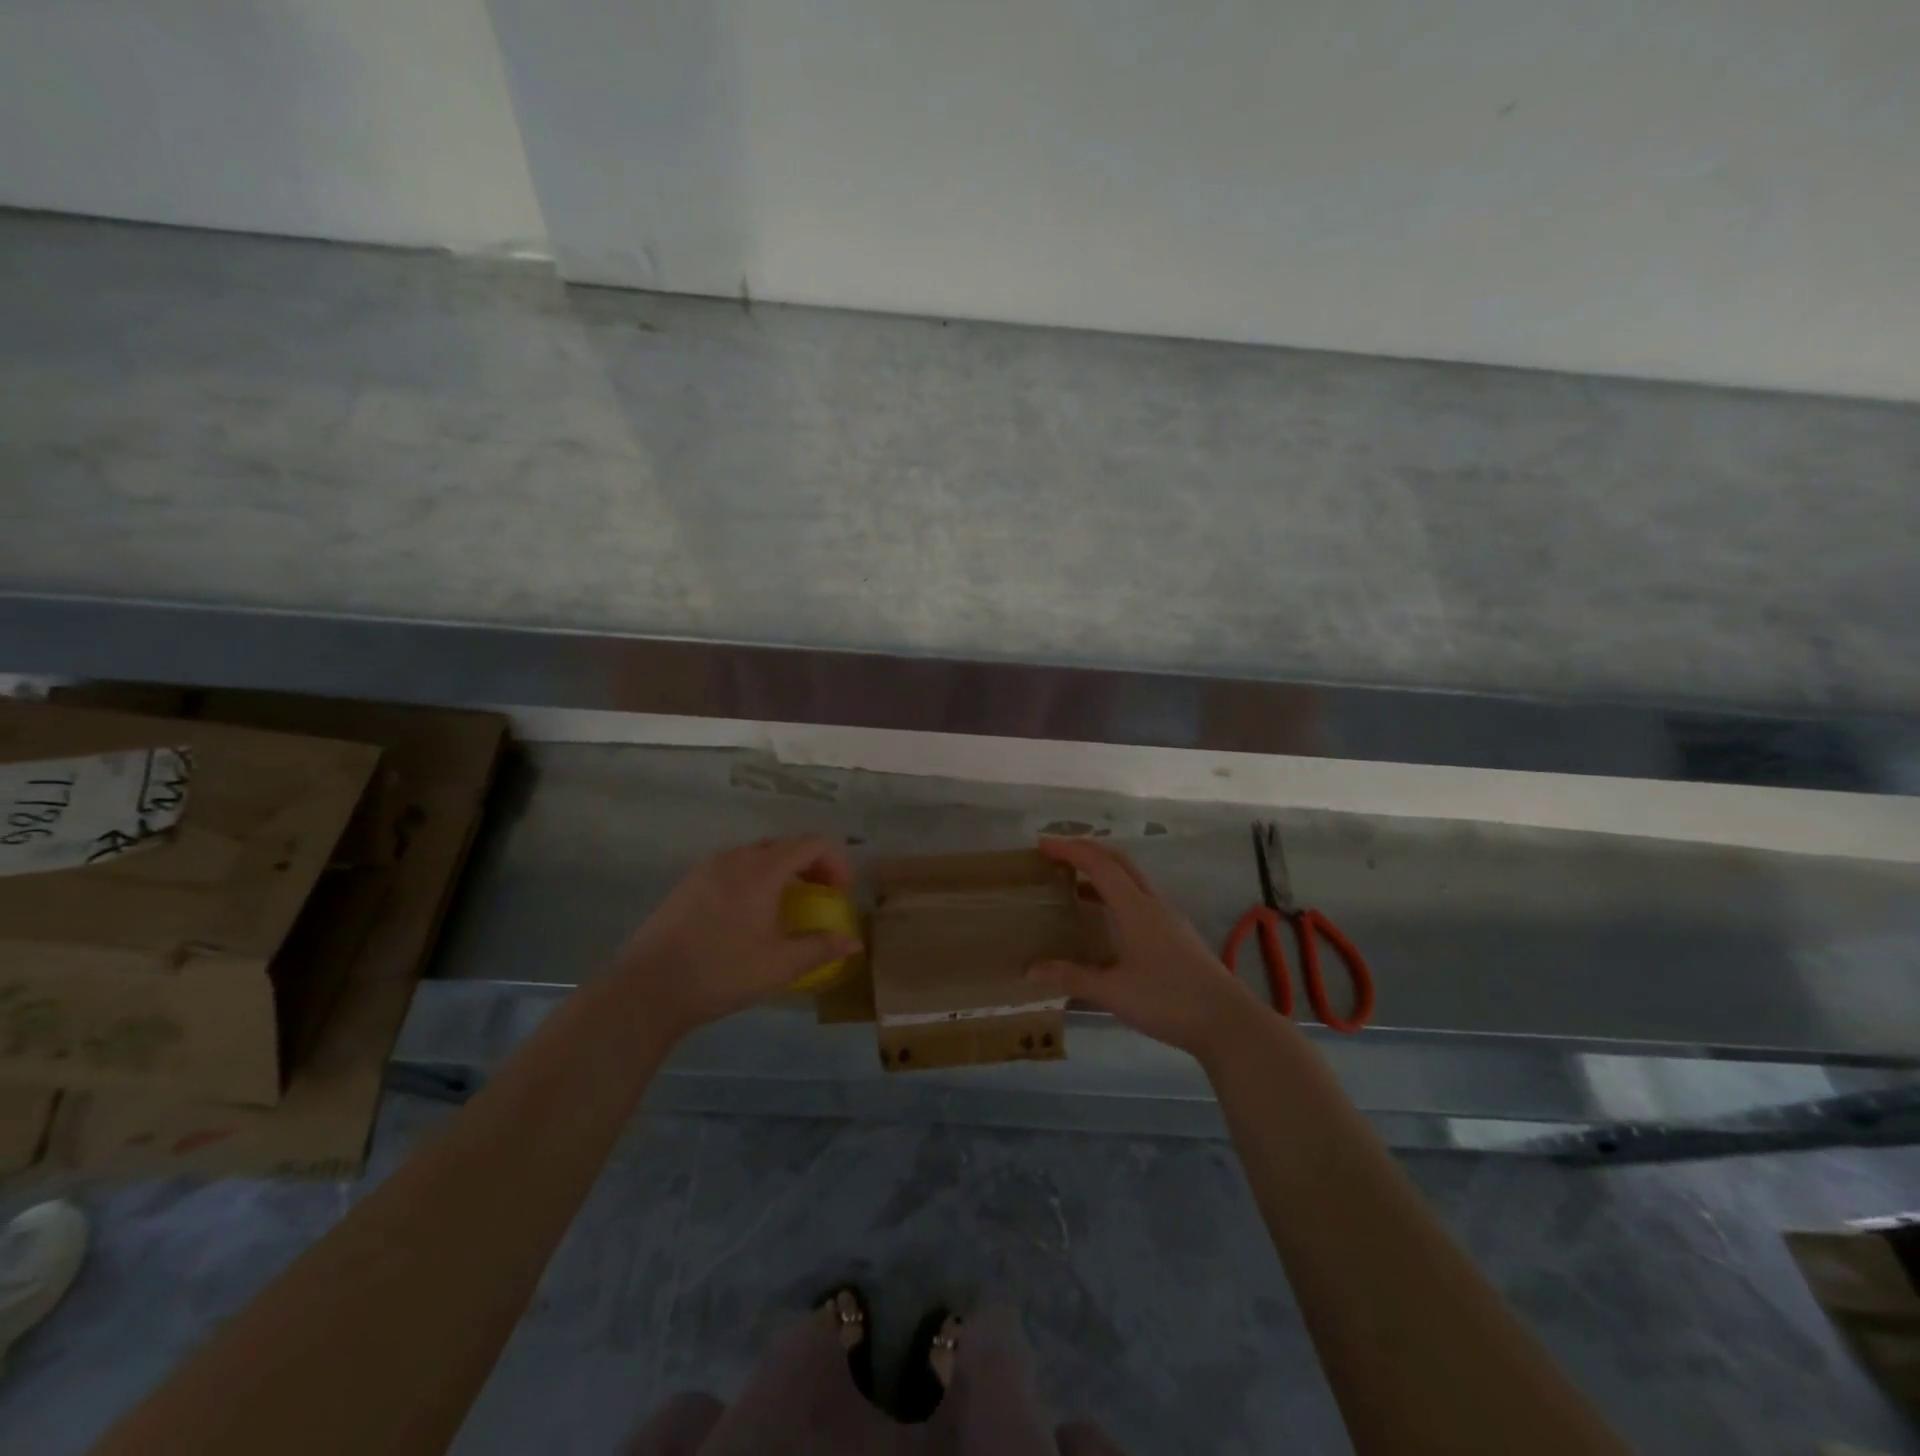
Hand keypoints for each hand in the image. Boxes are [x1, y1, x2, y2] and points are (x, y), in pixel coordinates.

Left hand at [612, 836, 858, 1040]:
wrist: (648, 989)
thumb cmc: (721, 972)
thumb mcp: (780, 965)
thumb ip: (821, 948)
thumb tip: (853, 944)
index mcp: (763, 869)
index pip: (812, 843)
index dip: (836, 862)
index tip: (841, 893)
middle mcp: (736, 857)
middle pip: (785, 845)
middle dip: (811, 866)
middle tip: (821, 897)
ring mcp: (707, 868)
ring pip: (756, 856)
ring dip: (781, 872)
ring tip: (786, 906)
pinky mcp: (687, 884)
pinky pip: (732, 868)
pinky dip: (753, 879)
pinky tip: (748, 915)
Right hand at [1028, 837, 1263, 1058]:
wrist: (1228, 1022)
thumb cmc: (1168, 1000)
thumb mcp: (1114, 992)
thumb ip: (1072, 977)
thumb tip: (1030, 970)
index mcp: (1136, 908)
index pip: (1099, 864)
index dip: (1069, 850)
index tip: (1042, 844)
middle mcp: (1153, 903)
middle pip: (1119, 861)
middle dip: (1087, 851)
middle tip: (1057, 854)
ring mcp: (1169, 918)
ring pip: (1132, 880)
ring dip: (1103, 873)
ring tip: (1074, 884)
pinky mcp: (1177, 935)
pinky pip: (1140, 899)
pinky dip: (1117, 894)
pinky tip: (1106, 919)